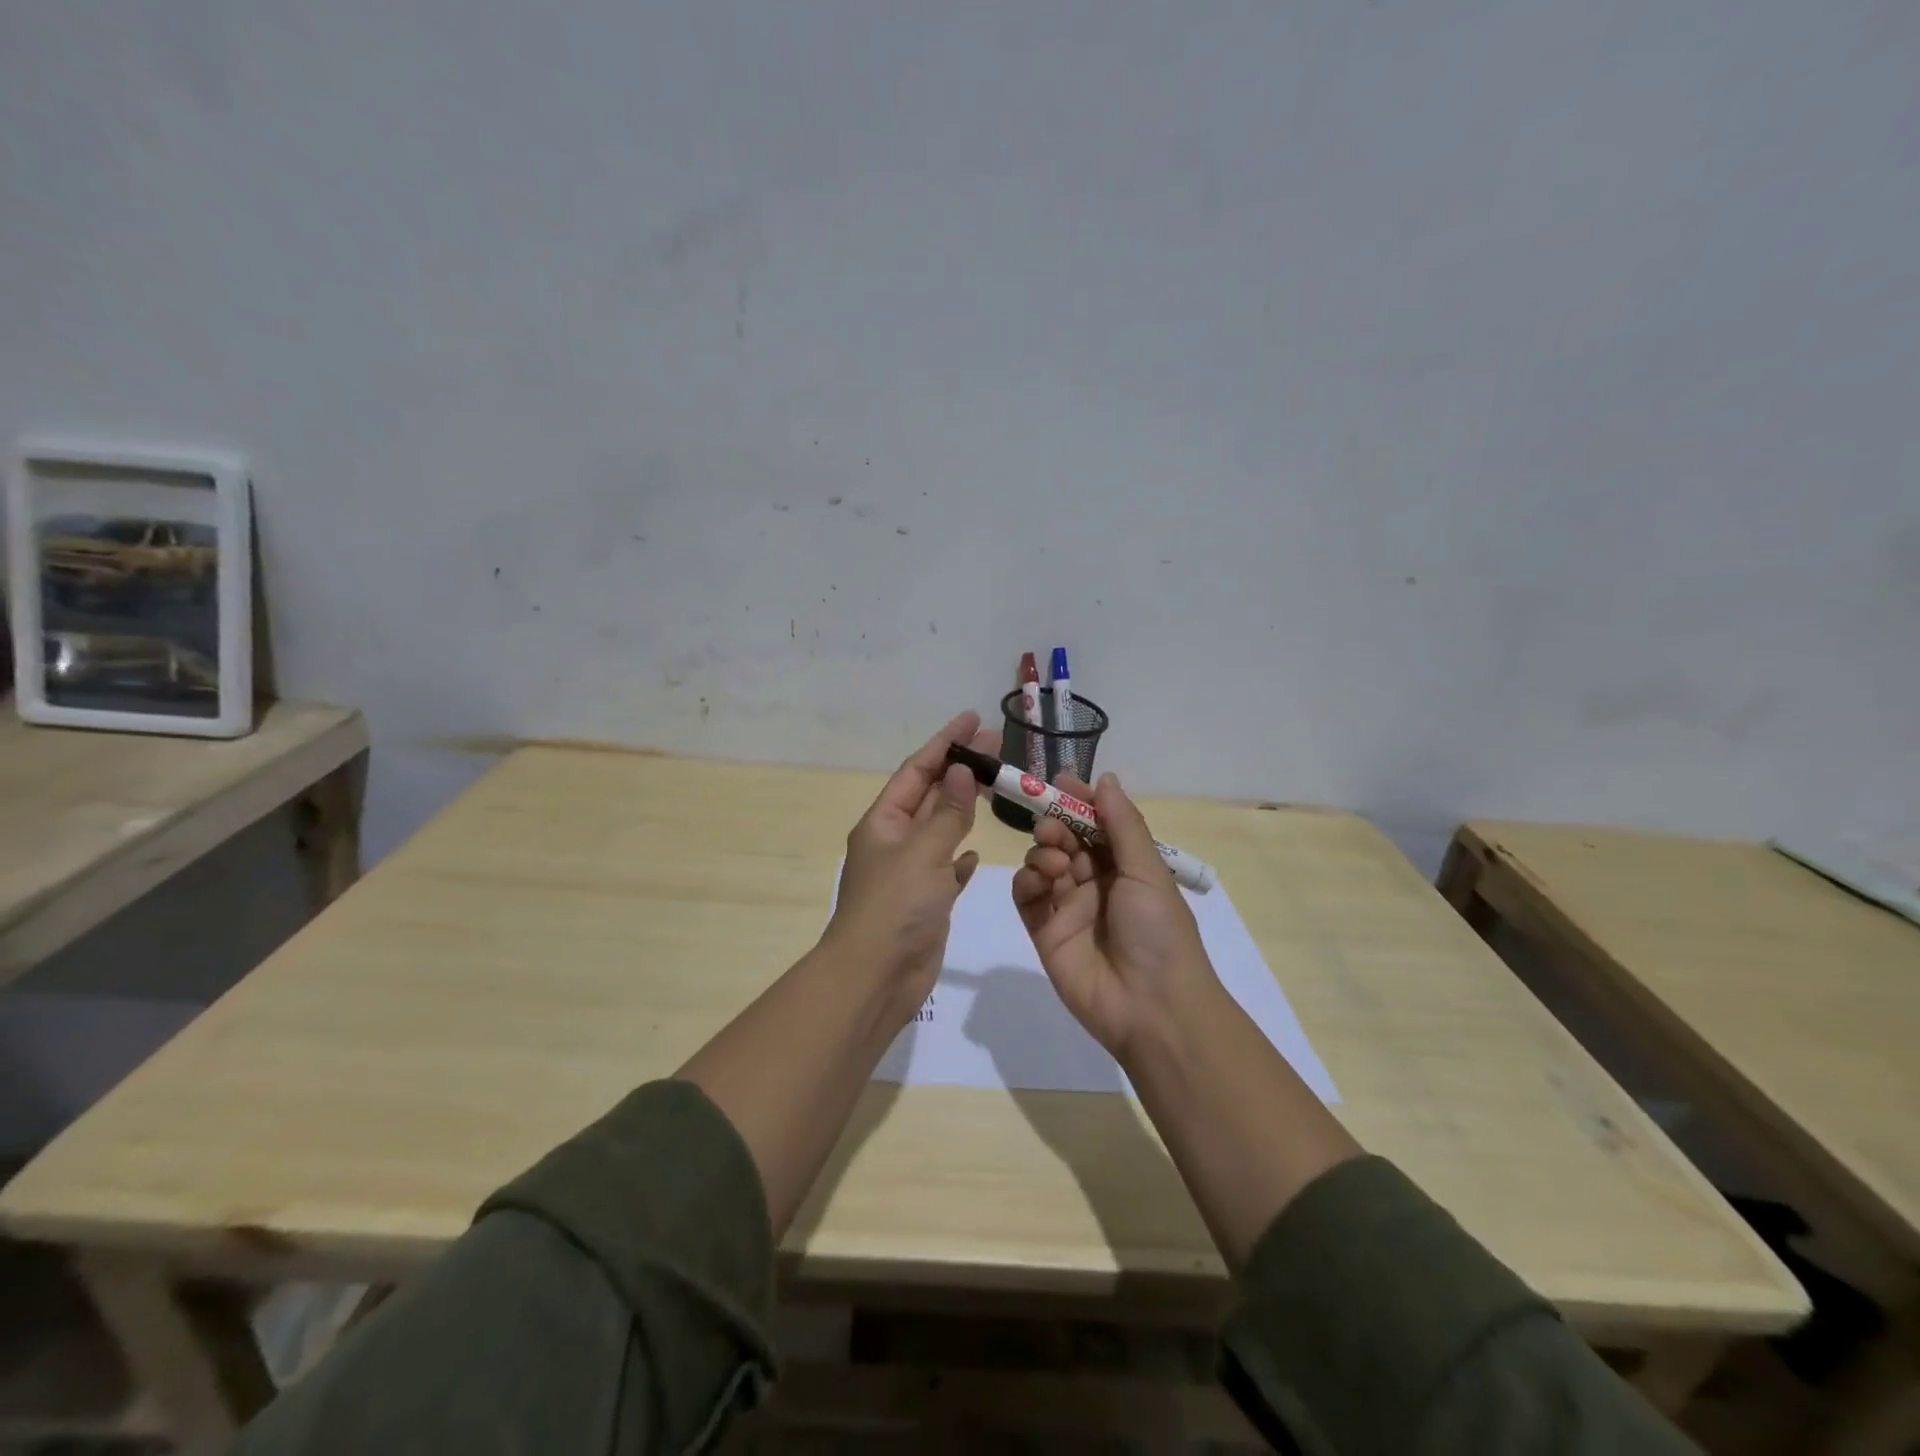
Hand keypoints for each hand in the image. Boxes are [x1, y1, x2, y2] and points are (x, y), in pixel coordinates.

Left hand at [825, 710, 997, 1009]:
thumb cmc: (895, 907)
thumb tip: (962, 770)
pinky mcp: (926, 901)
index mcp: (883, 822)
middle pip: (930, 794)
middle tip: (996, 744)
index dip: (944, 741)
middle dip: (960, 769)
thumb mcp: (923, 851)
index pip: (917, 770)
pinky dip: (960, 856)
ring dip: (964, 807)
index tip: (972, 718)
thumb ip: (947, 812)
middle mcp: (894, 842)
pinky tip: (976, 852)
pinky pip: (945, 868)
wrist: (875, 977)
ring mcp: (910, 873)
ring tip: (996, 785)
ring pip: (941, 829)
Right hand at [1012, 771, 1215, 1061]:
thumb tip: (1106, 778)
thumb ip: (1122, 824)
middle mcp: (1096, 882)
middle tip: (1052, 827)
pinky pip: (1027, 897)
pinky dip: (1026, 881)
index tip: (1060, 781)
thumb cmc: (1158, 931)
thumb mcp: (1147, 871)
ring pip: (1043, 863)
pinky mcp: (1045, 932)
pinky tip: (1037, 880)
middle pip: (1065, 840)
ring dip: (1043, 852)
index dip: (1079, 802)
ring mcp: (1068, 907)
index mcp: (1126, 867)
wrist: (1152, 1008)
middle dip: (1056, 825)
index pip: (1097, 824)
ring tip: (1055, 862)